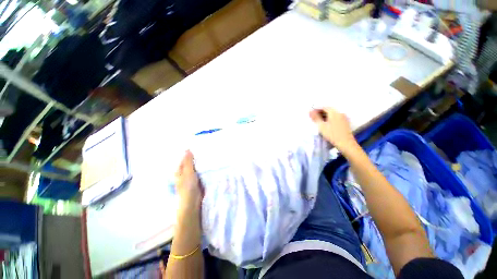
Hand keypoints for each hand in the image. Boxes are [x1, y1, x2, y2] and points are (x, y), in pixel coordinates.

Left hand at [175, 150, 202, 215]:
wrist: (193, 202)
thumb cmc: (187, 187)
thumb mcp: (188, 172)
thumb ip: (188, 162)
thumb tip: (187, 149)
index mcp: (179, 170)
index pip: (184, 159)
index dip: (189, 153)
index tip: (197, 146)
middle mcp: (185, 173)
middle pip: (190, 163)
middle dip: (196, 157)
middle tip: (204, 149)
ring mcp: (191, 177)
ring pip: (196, 167)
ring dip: (200, 162)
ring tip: (208, 154)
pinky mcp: (198, 180)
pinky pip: (201, 172)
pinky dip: (203, 168)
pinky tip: (208, 164)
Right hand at [309, 108, 358, 152]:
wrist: (346, 144)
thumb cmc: (332, 134)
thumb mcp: (321, 126)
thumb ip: (315, 118)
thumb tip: (309, 111)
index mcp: (334, 112)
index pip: (324, 107)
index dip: (316, 109)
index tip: (310, 114)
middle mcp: (340, 113)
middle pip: (328, 110)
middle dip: (320, 113)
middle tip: (313, 118)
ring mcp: (343, 118)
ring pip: (332, 114)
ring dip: (324, 116)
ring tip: (318, 121)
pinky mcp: (345, 123)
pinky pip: (335, 118)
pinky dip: (329, 119)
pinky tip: (326, 124)